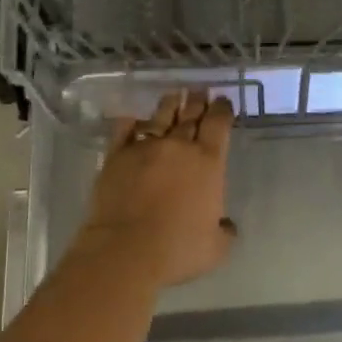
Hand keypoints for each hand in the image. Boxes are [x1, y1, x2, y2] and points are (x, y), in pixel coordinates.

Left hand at [76, 90, 236, 287]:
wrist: (125, 250)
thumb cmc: (178, 248)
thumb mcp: (216, 247)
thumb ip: (225, 230)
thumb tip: (226, 225)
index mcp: (209, 162)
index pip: (219, 124)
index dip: (222, 110)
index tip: (223, 101)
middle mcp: (178, 147)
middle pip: (190, 115)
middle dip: (197, 101)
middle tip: (200, 91)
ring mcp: (144, 148)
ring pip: (160, 117)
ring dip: (169, 105)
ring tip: (174, 96)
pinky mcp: (116, 157)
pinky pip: (124, 130)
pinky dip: (131, 122)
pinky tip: (133, 118)